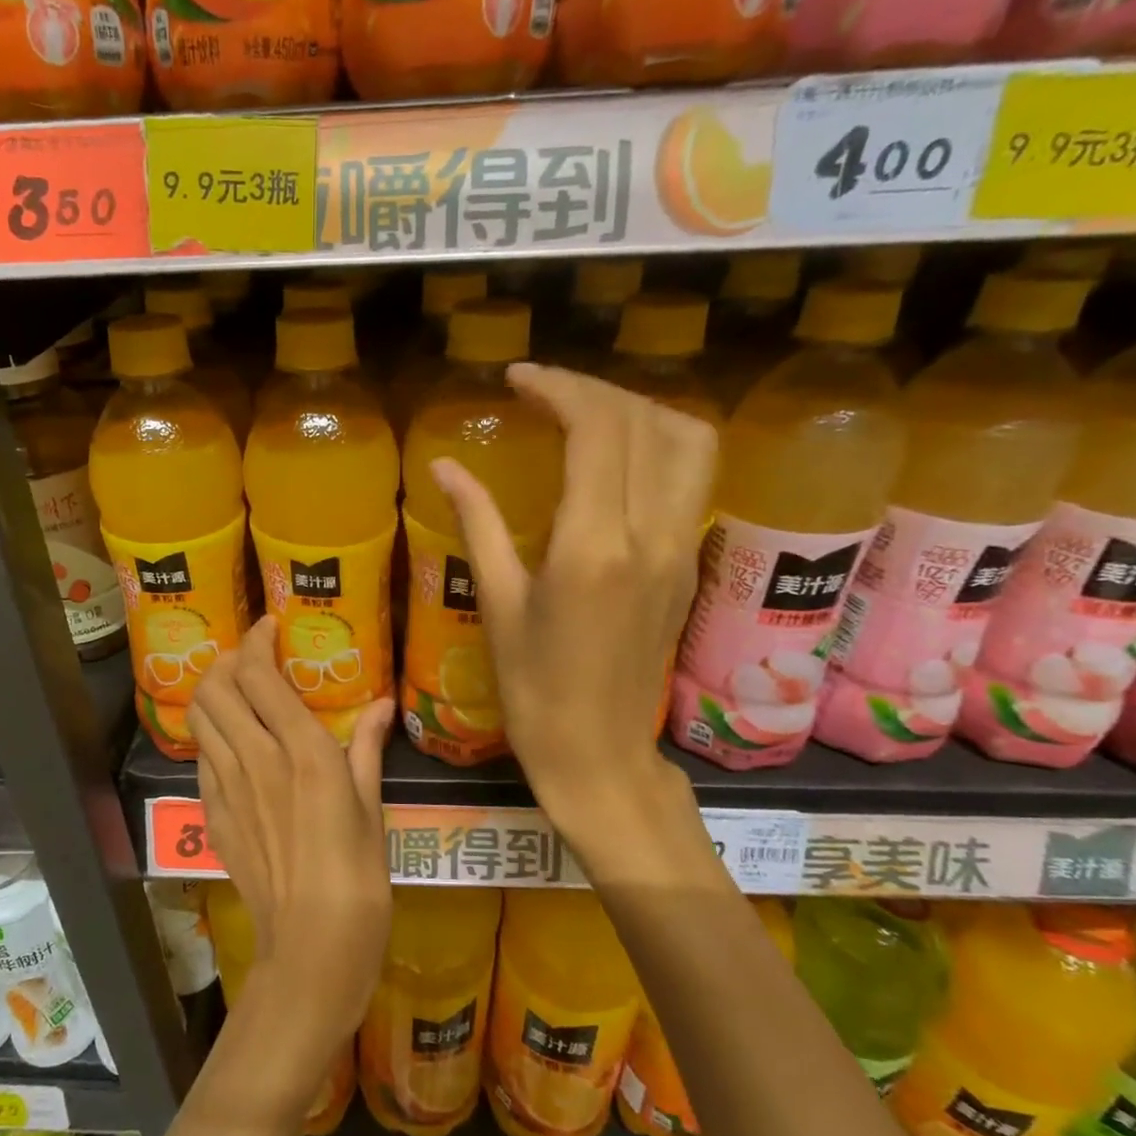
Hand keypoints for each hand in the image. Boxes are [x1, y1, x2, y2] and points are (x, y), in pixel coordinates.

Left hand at [187, 618, 396, 1110]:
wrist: (311, 949)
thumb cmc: (359, 879)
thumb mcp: (373, 809)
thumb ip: (369, 749)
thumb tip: (382, 705)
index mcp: (303, 752)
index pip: (258, 674)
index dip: (256, 640)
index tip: (270, 627)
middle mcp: (256, 759)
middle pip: (215, 686)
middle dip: (227, 660)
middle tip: (252, 658)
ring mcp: (227, 789)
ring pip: (200, 718)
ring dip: (212, 693)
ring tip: (238, 692)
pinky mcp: (213, 816)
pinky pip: (202, 758)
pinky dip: (212, 736)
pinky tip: (235, 746)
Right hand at [430, 364, 716, 857]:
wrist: (600, 755)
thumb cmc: (534, 691)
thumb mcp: (499, 605)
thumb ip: (478, 523)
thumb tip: (445, 467)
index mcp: (594, 547)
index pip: (598, 429)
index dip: (559, 387)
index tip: (516, 379)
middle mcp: (651, 536)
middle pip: (645, 422)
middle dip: (593, 390)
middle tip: (543, 393)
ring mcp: (681, 549)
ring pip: (688, 442)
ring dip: (639, 410)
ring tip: (586, 416)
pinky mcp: (689, 564)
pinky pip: (690, 478)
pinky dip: (657, 444)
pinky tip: (612, 459)